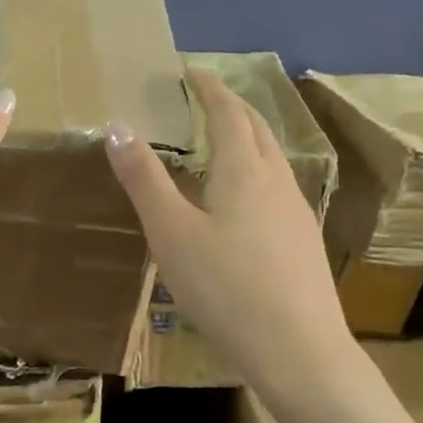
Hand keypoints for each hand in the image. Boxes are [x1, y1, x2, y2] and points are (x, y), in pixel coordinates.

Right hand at [108, 69, 355, 401]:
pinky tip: (247, 200)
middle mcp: (277, 181)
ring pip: (273, 158)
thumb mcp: (171, 233)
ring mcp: (297, 211)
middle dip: (231, 107)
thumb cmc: (225, 288)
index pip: (227, 112)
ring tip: (223, 142)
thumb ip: (145, 180)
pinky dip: (257, 170)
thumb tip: (118, 128)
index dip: (209, 88)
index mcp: (243, 171)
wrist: (298, 350)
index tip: (190, 71)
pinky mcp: (304, 240)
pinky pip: (278, 186)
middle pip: (257, 129)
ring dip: (248, 138)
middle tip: (205, 99)